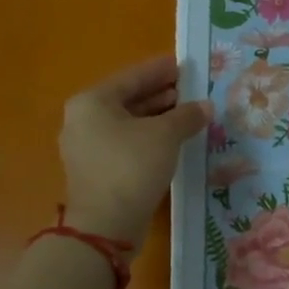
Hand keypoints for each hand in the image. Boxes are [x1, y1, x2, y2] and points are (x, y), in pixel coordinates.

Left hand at [58, 55, 210, 247]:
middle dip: (161, 94)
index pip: (132, 77)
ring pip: (128, 123)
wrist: (106, 225)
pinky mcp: (97, 170)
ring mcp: (88, 147)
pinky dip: (150, 137)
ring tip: (188, 112)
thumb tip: (205, 106)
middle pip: (128, 99)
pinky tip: (174, 139)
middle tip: (191, 88)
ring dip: (158, 117)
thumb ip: (187, 115)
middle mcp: (83, 120)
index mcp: (93, 102)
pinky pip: (127, 143)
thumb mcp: (166, 135)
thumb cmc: (132, 166)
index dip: (161, 70)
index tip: (184, 64)